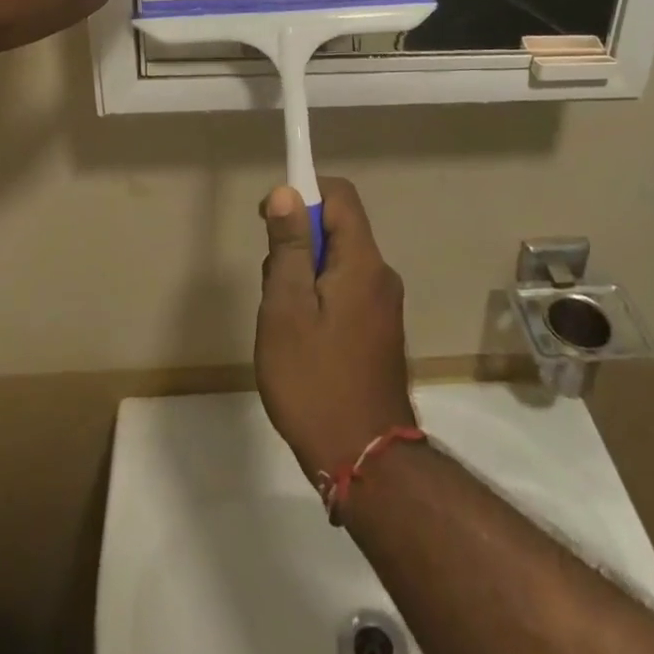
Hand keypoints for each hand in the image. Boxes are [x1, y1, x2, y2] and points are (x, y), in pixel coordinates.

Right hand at [256, 178, 417, 479]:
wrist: (366, 462)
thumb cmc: (315, 381)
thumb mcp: (287, 309)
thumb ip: (288, 246)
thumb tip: (287, 191)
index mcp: (362, 262)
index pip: (340, 195)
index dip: (303, 192)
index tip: (270, 218)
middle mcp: (380, 275)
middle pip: (337, 230)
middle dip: (298, 244)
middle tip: (273, 290)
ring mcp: (384, 305)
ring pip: (337, 264)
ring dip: (304, 277)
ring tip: (284, 324)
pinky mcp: (380, 331)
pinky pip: (346, 292)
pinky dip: (319, 300)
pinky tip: (302, 342)